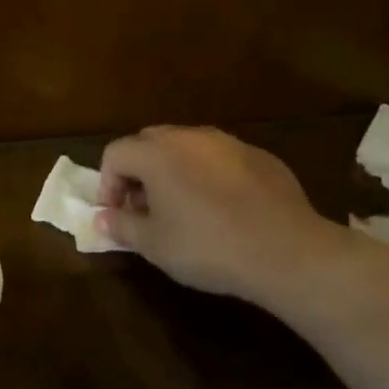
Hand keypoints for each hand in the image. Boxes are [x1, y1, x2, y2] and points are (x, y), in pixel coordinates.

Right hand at [97, 126, 338, 305]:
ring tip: (182, 208)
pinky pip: (220, 158)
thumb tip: (102, 218)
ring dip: (173, 170)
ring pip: (187, 147)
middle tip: (144, 208)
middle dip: (138, 172)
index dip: (107, 183)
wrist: (286, 251)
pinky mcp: (259, 156)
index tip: (115, 213)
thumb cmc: (207, 247)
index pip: (116, 153)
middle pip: (149, 142)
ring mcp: (228, 142)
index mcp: (157, 153)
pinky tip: (222, 209)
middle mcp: (190, 137)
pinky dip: (208, 175)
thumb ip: (122, 226)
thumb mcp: (155, 245)